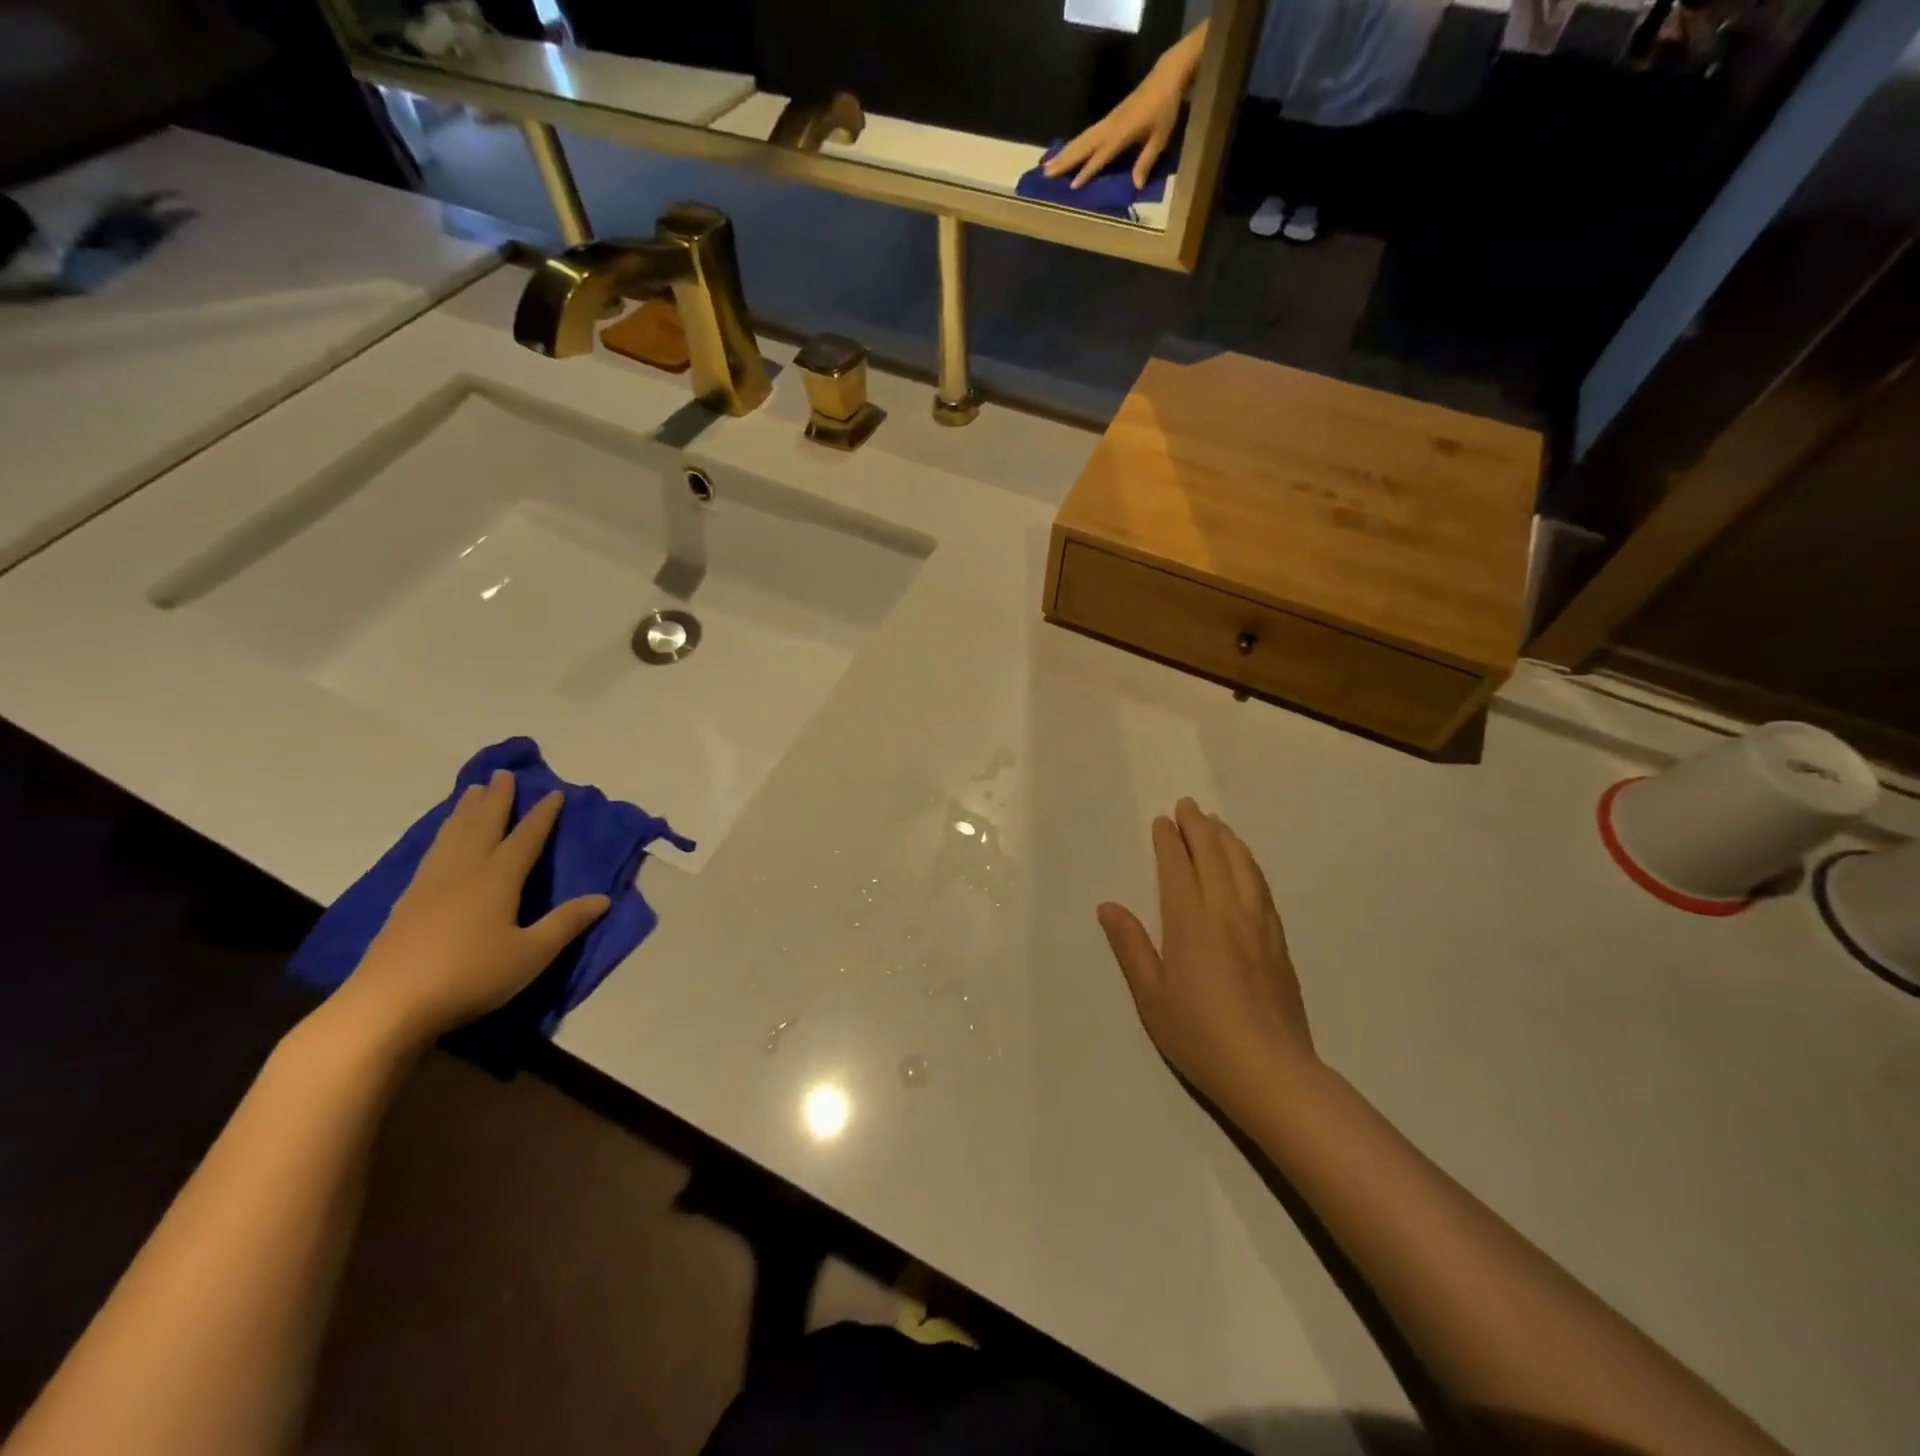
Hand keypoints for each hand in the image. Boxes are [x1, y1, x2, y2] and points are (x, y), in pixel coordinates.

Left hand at [333, 770, 609, 1049]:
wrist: (388, 1004)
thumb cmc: (470, 976)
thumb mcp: (530, 954)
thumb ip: (566, 923)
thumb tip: (603, 898)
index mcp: (498, 878)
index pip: (526, 837)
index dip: (542, 814)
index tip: (555, 792)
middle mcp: (465, 870)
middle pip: (484, 824)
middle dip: (497, 799)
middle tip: (503, 773)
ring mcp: (431, 883)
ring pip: (453, 834)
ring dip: (466, 810)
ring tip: (472, 790)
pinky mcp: (408, 901)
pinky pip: (433, 851)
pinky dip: (443, 833)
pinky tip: (442, 837)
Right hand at [1043, 27, 1200, 189]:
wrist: (1165, 78)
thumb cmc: (1165, 108)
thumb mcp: (1160, 137)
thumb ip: (1147, 161)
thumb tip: (1136, 186)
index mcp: (1121, 134)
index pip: (1100, 156)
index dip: (1087, 171)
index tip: (1072, 186)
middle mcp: (1110, 127)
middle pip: (1083, 146)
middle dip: (1065, 161)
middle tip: (1045, 174)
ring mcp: (1107, 122)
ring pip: (1081, 140)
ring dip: (1064, 153)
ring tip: (1047, 166)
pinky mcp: (1108, 120)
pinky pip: (1086, 135)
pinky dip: (1073, 145)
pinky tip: (1065, 153)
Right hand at [1098, 799, 1316, 1122]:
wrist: (1271, 1072)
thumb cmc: (1199, 1036)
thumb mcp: (1151, 997)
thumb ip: (1130, 946)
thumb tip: (1108, 906)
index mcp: (1190, 923)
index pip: (1179, 868)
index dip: (1169, 842)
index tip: (1163, 822)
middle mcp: (1227, 913)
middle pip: (1214, 857)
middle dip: (1199, 828)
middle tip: (1188, 806)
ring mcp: (1258, 926)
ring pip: (1244, 867)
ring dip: (1227, 840)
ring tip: (1217, 824)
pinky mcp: (1279, 943)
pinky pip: (1262, 888)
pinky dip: (1250, 865)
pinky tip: (1247, 865)